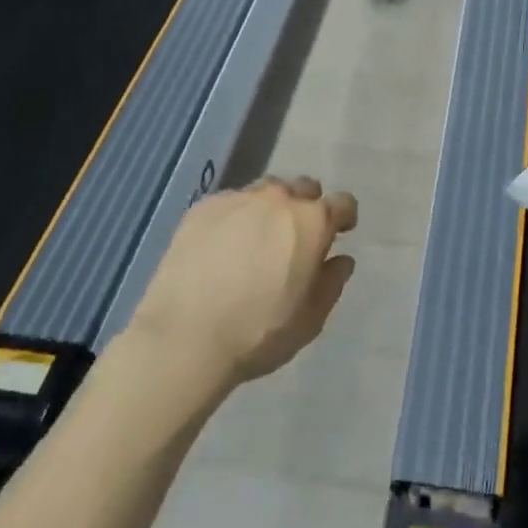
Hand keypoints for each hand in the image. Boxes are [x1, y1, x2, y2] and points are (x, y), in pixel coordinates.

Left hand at [130, 176, 357, 386]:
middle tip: (295, 239)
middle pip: (304, 188)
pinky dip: (236, 217)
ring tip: (257, 239)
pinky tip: (222, 247)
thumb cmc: (257, 333)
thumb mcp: (310, 320)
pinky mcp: (205, 207)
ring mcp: (239, 198)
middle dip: (306, 208)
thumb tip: (341, 259)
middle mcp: (279, 198)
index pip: (343, 203)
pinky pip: (231, 203)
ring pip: (267, 191)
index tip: (338, 234)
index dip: (344, 218)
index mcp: (312, 221)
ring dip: (271, 208)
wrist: (183, 339)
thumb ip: (331, 283)